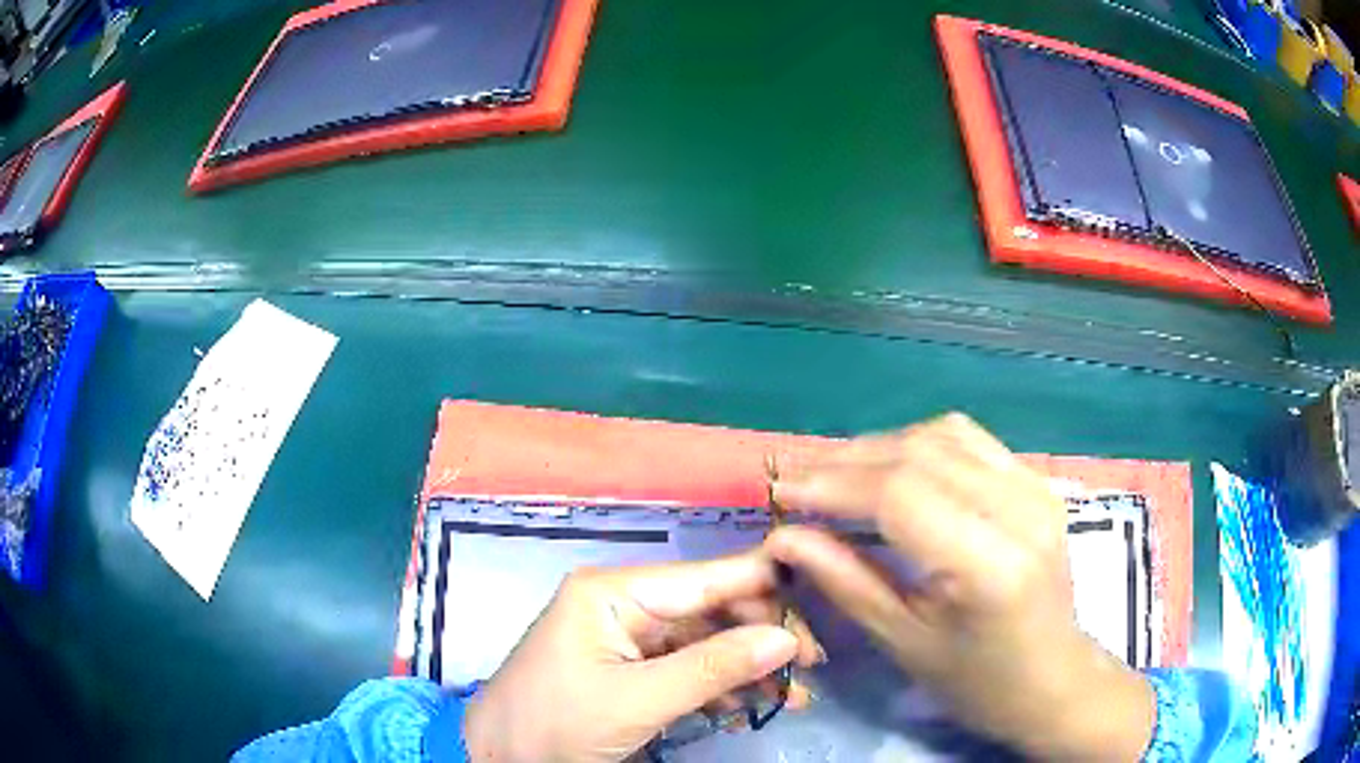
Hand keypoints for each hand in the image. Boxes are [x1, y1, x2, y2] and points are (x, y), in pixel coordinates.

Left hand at [462, 552, 821, 761]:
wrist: (498, 760)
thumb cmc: (555, 724)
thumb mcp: (635, 701)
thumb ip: (713, 668)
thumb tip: (786, 638)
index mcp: (614, 593)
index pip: (705, 578)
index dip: (764, 585)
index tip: (823, 598)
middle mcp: (624, 605)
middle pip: (710, 610)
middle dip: (761, 637)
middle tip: (810, 669)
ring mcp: (627, 639)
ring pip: (705, 642)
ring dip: (747, 668)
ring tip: (792, 696)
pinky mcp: (630, 671)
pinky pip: (687, 669)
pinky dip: (720, 687)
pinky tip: (748, 707)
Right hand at [766, 413, 1154, 760]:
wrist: (1054, 678)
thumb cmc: (978, 681)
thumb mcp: (905, 643)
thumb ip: (845, 582)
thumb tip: (785, 537)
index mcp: (989, 565)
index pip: (900, 494)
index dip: (833, 484)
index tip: (780, 490)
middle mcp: (1020, 510)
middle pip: (920, 453)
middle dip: (847, 460)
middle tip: (796, 476)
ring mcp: (1036, 488)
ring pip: (944, 435)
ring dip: (881, 446)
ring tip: (835, 472)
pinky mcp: (1038, 483)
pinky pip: (970, 441)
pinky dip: (920, 445)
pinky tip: (891, 467)